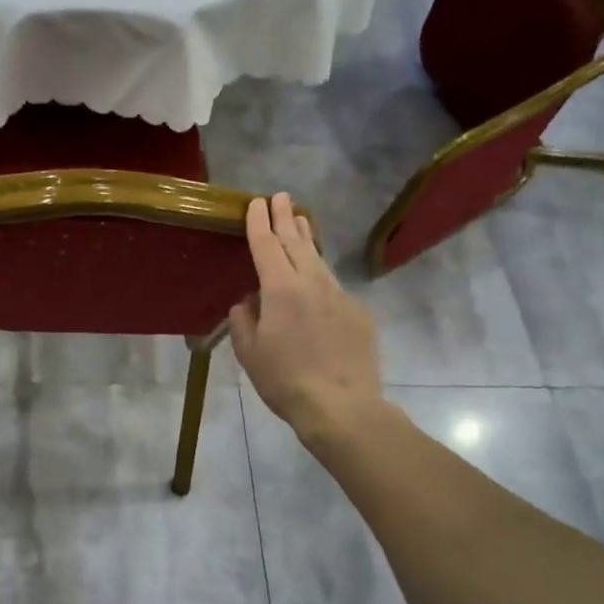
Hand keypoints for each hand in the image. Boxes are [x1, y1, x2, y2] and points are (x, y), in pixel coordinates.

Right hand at [231, 193, 384, 446]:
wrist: (341, 406)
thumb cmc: (285, 380)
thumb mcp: (250, 353)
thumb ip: (244, 320)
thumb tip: (247, 302)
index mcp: (280, 288)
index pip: (266, 245)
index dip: (259, 222)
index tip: (255, 203)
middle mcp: (312, 282)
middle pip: (296, 241)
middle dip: (285, 217)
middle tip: (280, 197)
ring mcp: (340, 295)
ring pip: (318, 259)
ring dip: (306, 239)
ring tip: (301, 222)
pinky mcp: (359, 312)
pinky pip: (334, 287)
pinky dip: (321, 278)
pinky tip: (317, 285)